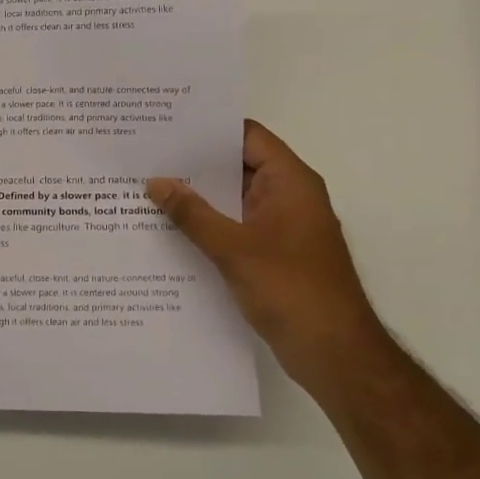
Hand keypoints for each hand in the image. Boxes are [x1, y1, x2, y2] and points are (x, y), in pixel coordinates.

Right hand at [147, 120, 387, 394]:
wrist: (334, 353)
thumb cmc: (290, 289)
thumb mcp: (233, 248)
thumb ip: (192, 214)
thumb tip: (155, 182)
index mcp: (290, 182)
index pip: (247, 136)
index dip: (209, 129)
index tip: (166, 125)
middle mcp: (288, 196)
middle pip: (237, 166)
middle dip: (194, 164)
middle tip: (146, 157)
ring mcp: (281, 226)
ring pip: (233, 199)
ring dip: (198, 197)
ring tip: (148, 189)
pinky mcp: (273, 254)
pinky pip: (235, 227)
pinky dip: (208, 225)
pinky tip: (170, 230)